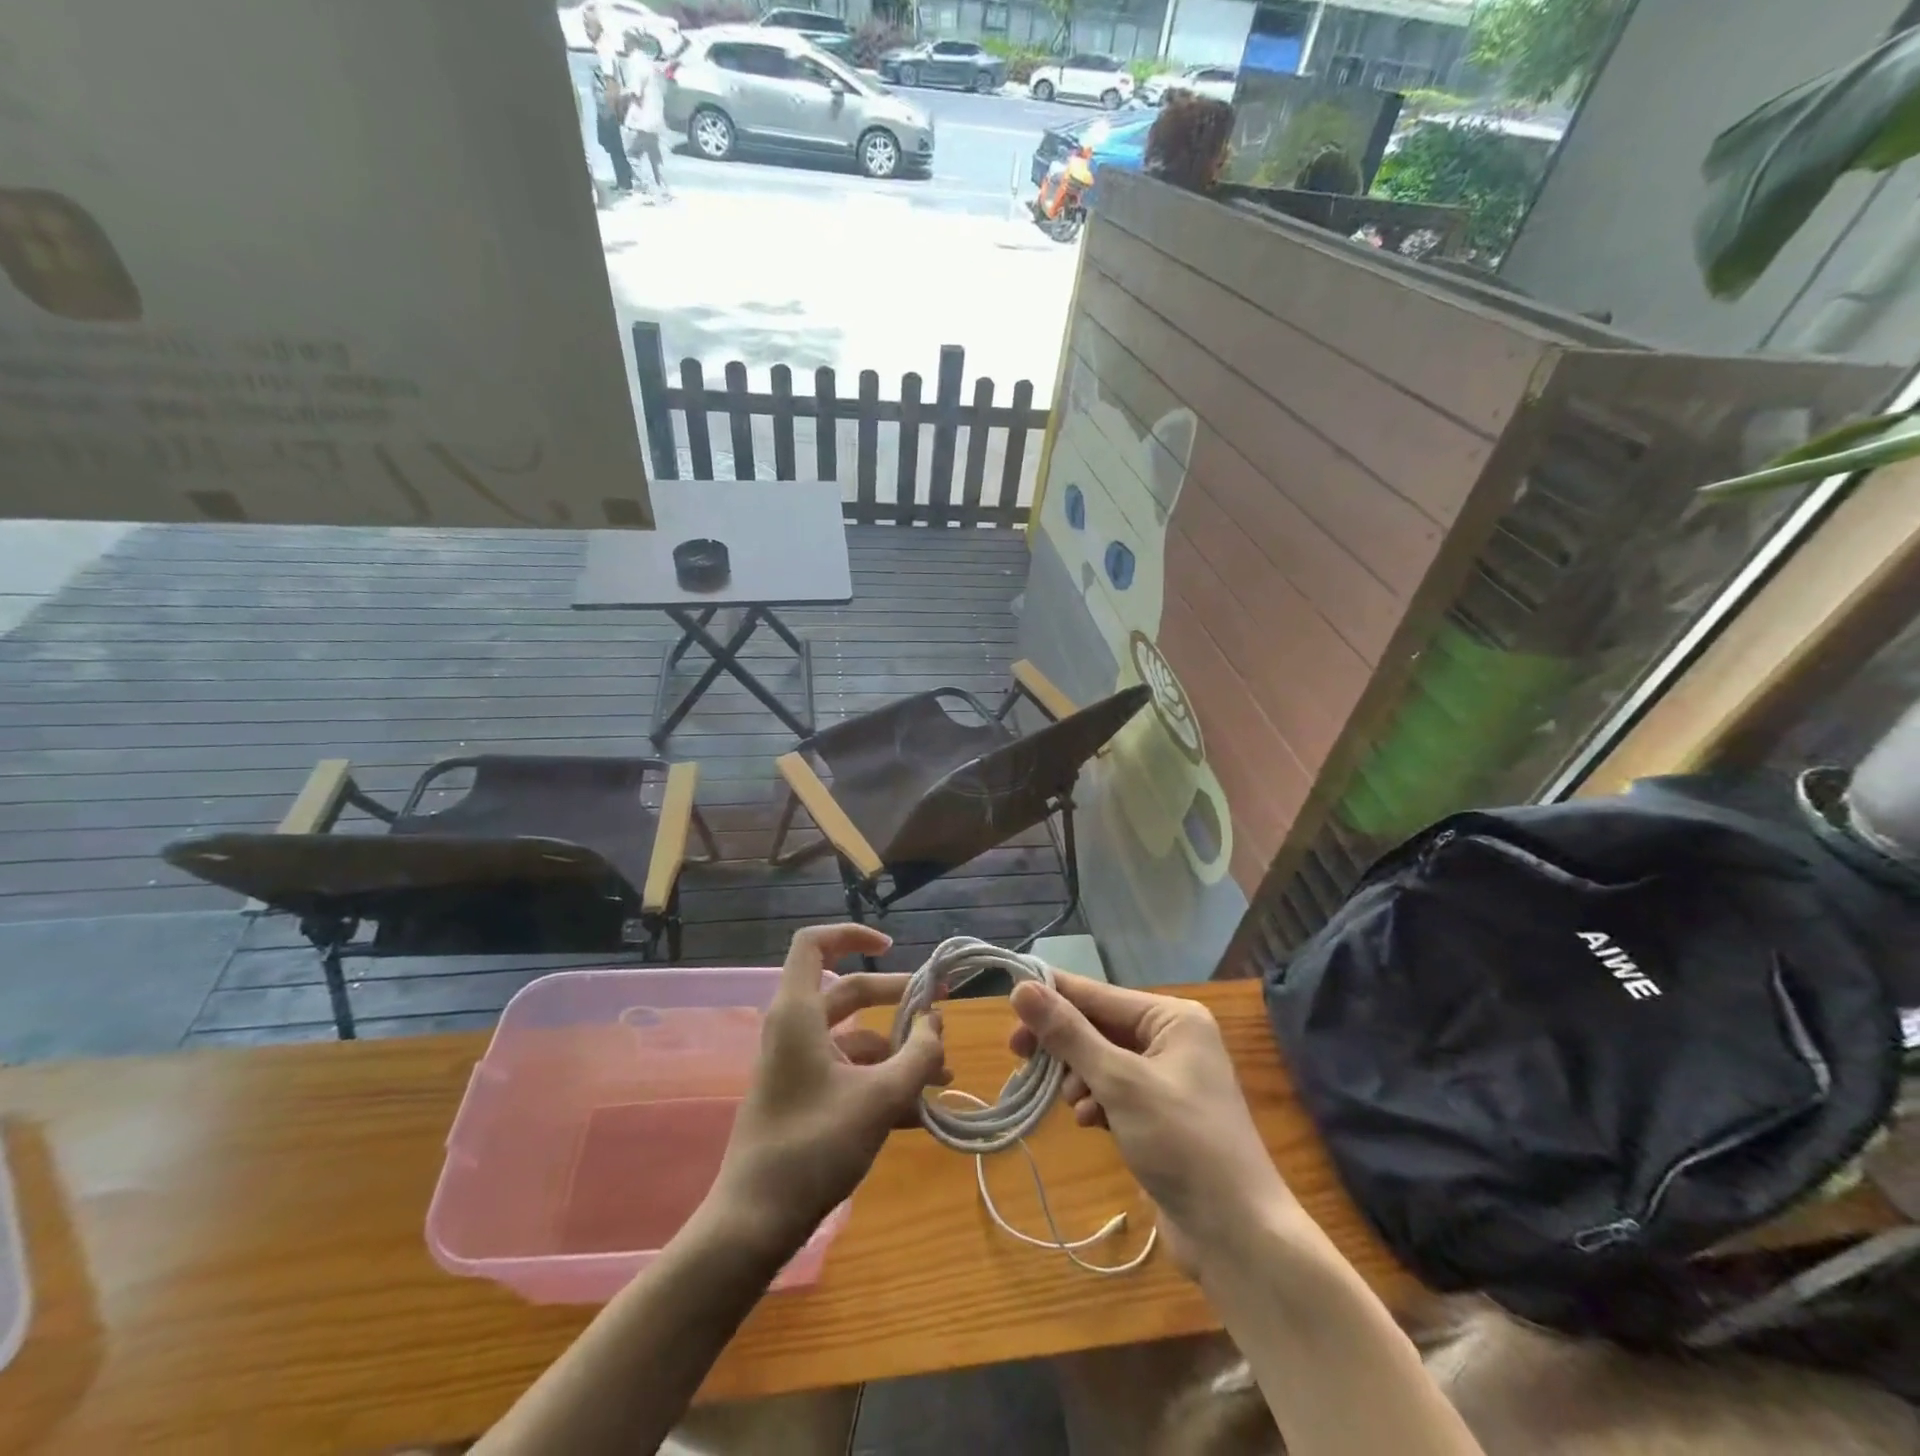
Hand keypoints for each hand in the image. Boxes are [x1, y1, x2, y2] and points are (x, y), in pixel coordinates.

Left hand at [710, 924, 948, 1253]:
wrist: (754, 1223)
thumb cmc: (814, 1146)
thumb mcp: (880, 1097)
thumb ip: (918, 1055)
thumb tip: (937, 1022)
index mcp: (799, 1013)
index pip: (814, 944)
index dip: (852, 935)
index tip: (892, 948)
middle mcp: (795, 1030)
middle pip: (849, 993)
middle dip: (897, 1000)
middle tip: (939, 1012)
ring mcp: (797, 1066)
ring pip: (854, 1038)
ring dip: (898, 1051)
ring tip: (941, 1077)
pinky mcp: (802, 1098)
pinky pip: (847, 1073)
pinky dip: (881, 1081)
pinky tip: (919, 1112)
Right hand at [1010, 974, 1293, 1275]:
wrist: (1237, 1237)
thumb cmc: (1182, 1143)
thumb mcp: (1119, 1082)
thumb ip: (1068, 1033)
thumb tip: (1021, 988)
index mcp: (1173, 1018)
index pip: (1098, 994)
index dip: (1051, 997)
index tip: (1007, 1004)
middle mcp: (1172, 1039)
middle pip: (1098, 1026)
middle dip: (1064, 1045)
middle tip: (1019, 1056)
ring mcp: (1167, 1079)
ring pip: (1101, 1060)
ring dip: (1079, 1079)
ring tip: (1074, 1105)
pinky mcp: (1159, 1115)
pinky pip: (1113, 1091)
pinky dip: (1096, 1102)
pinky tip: (1090, 1123)